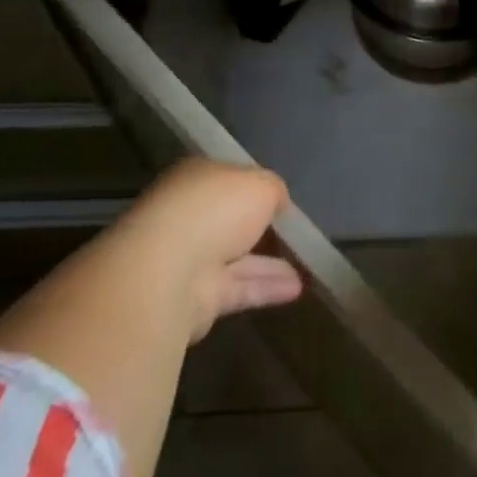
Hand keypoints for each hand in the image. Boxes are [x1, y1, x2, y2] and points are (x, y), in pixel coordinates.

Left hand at [114, 157, 302, 342]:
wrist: (170, 270)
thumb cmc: (215, 210)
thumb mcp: (260, 184)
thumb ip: (273, 190)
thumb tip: (276, 201)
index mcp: (196, 179)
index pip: (226, 179)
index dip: (253, 186)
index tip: (279, 198)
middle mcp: (189, 216)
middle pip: (229, 221)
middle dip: (258, 227)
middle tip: (292, 233)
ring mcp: (189, 258)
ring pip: (237, 258)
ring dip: (269, 263)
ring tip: (306, 267)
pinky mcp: (196, 297)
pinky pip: (239, 288)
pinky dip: (266, 288)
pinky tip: (296, 289)